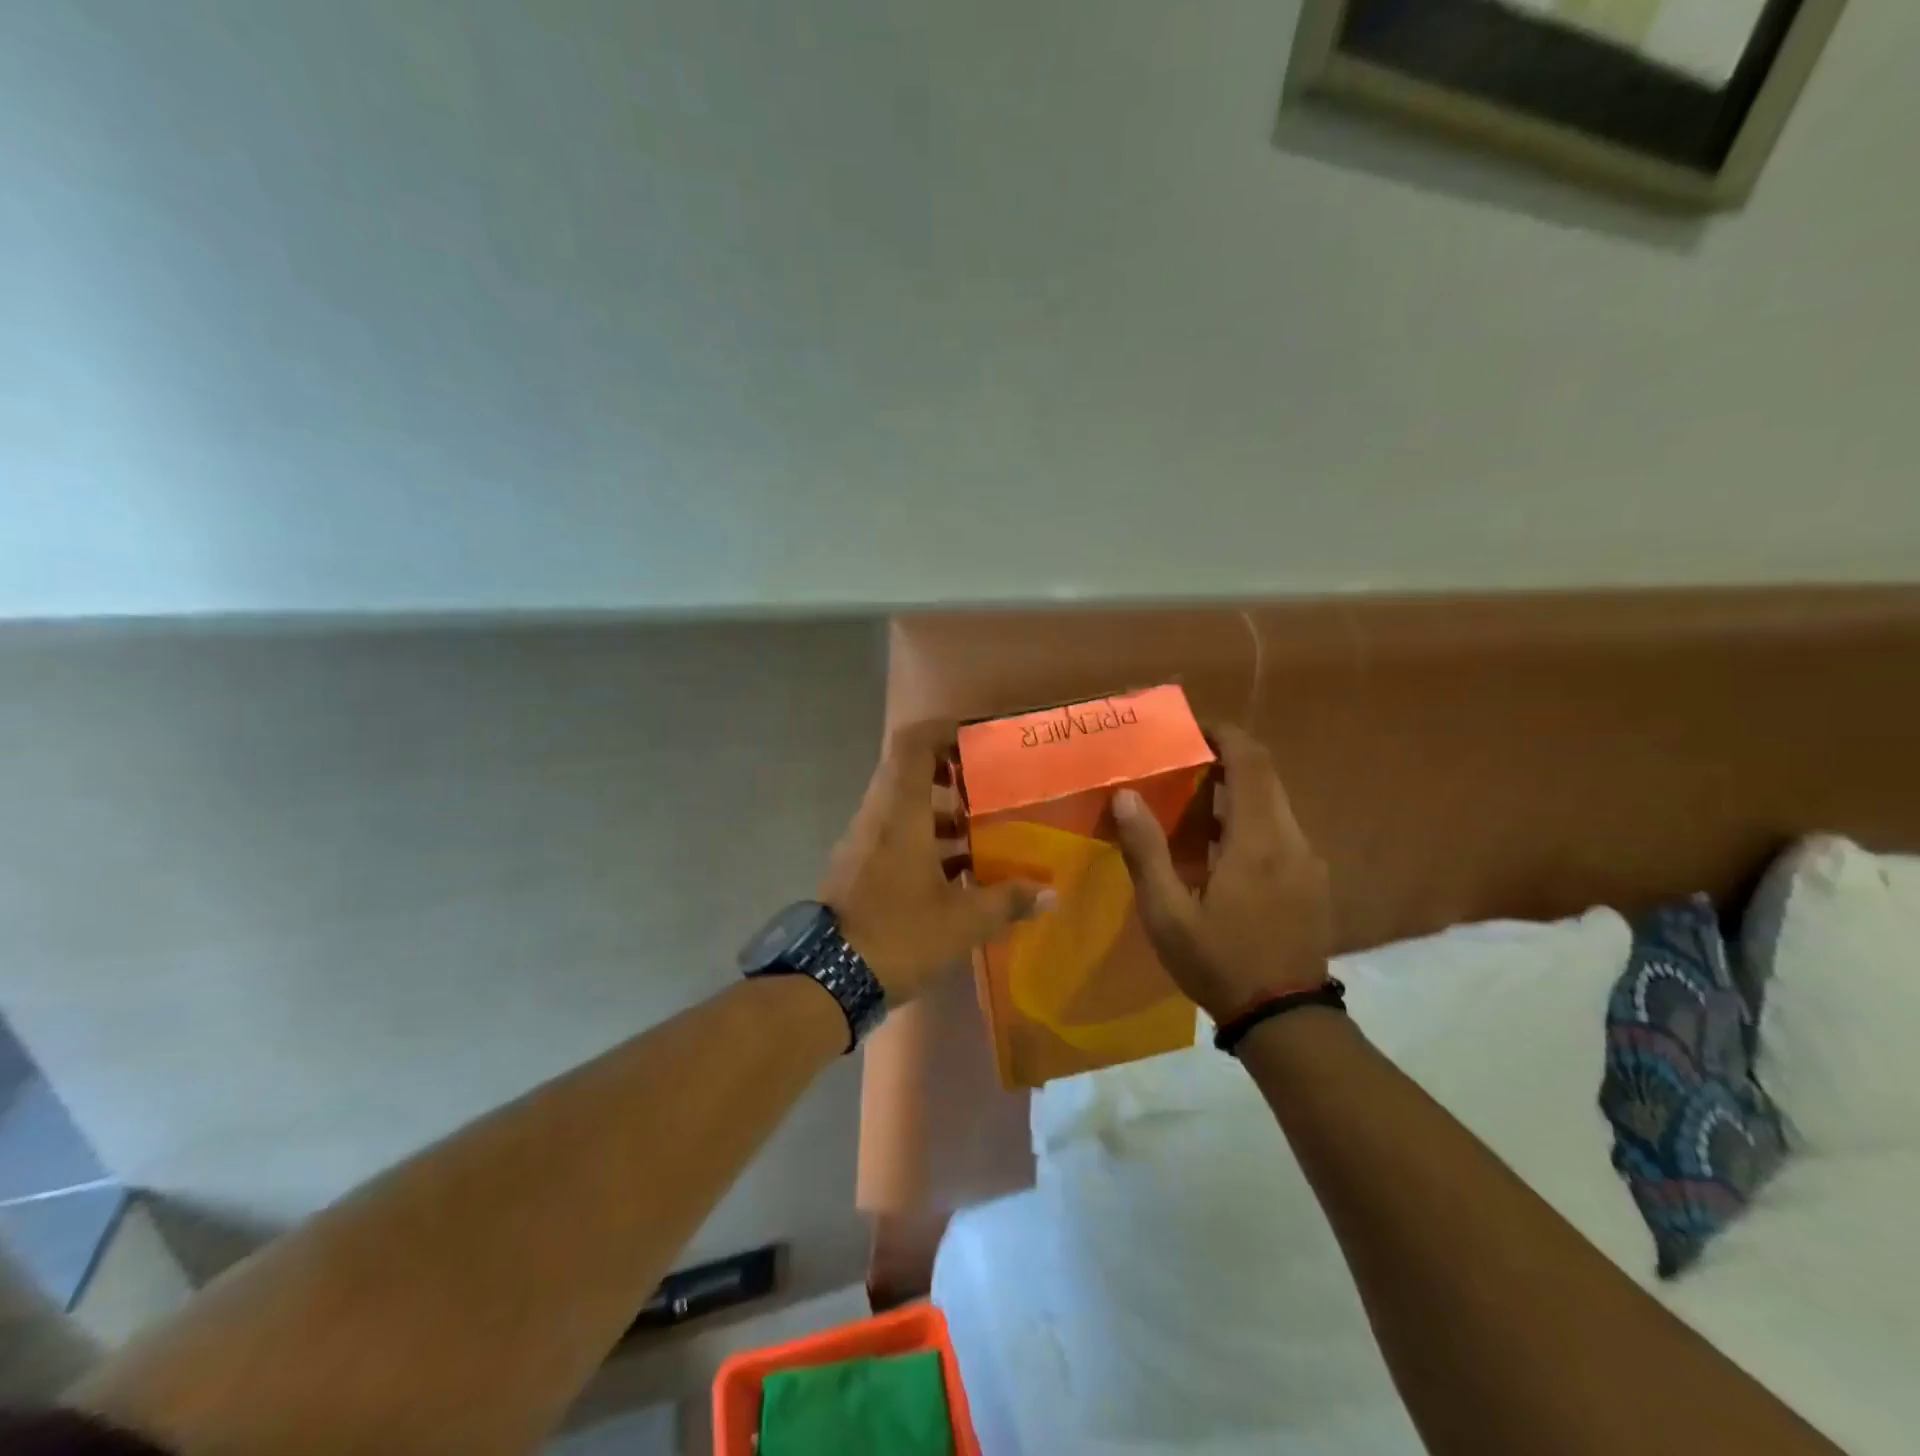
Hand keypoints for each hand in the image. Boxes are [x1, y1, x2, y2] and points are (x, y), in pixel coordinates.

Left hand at [822, 720, 1054, 1004]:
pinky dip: (928, 842)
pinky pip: (896, 836)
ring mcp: (864, 842)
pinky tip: (960, 874)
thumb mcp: (962, 921)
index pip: (913, 745)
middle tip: (990, 787)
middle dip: (952, 774)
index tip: (979, 738)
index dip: (944, 730)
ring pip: (905, 808)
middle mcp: (878, 816)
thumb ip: (1007, 901)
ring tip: (984, 833)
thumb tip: (1049, 894)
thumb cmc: (898, 935)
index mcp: (899, 812)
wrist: (828, 980)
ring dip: (943, 814)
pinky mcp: (860, 867)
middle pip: (910, 772)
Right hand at [1112, 724, 1330, 1021]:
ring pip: (1274, 804)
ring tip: (1194, 806)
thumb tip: (1126, 795)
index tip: (1192, 728)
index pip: (1252, 762)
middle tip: (1182, 765)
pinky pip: (1281, 831)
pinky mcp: (1313, 880)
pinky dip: (1250, 820)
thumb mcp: (1168, 914)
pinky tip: (1220, 850)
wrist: (1285, 1018)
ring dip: (1237, 792)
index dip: (1225, 734)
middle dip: (1227, 760)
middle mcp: (1292, 840)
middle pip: (1266, 777)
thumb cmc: (1219, 962)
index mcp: (1258, 841)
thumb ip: (1147, 851)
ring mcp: (1309, 861)